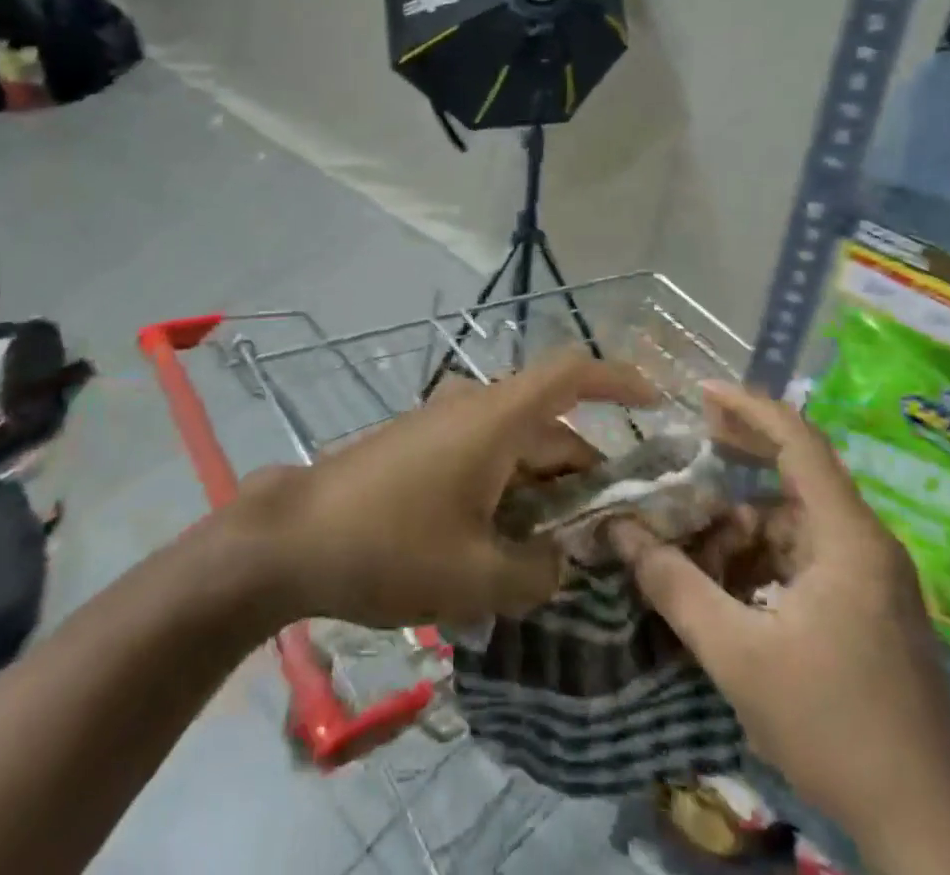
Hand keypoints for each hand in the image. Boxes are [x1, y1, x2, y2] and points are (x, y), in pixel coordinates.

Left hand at [236, 353, 655, 628]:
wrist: (293, 537)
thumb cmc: (389, 547)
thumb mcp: (475, 577)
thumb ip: (537, 573)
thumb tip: (560, 562)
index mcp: (496, 419)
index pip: (571, 373)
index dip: (619, 379)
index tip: (656, 403)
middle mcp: (474, 409)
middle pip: (550, 427)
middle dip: (586, 475)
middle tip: (612, 535)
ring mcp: (443, 426)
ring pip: (516, 448)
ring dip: (544, 492)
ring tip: (560, 555)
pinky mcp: (421, 448)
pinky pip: (484, 459)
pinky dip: (508, 493)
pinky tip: (504, 548)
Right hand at [608, 385, 949, 855]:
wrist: (928, 827)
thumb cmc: (832, 726)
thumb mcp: (737, 653)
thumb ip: (673, 585)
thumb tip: (620, 531)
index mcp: (847, 537)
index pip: (798, 441)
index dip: (749, 407)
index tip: (701, 391)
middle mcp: (866, 543)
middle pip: (798, 472)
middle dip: (741, 455)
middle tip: (690, 442)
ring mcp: (873, 577)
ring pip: (797, 522)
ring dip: (746, 522)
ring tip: (695, 538)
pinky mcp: (870, 607)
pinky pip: (808, 556)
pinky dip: (765, 556)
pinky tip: (729, 584)